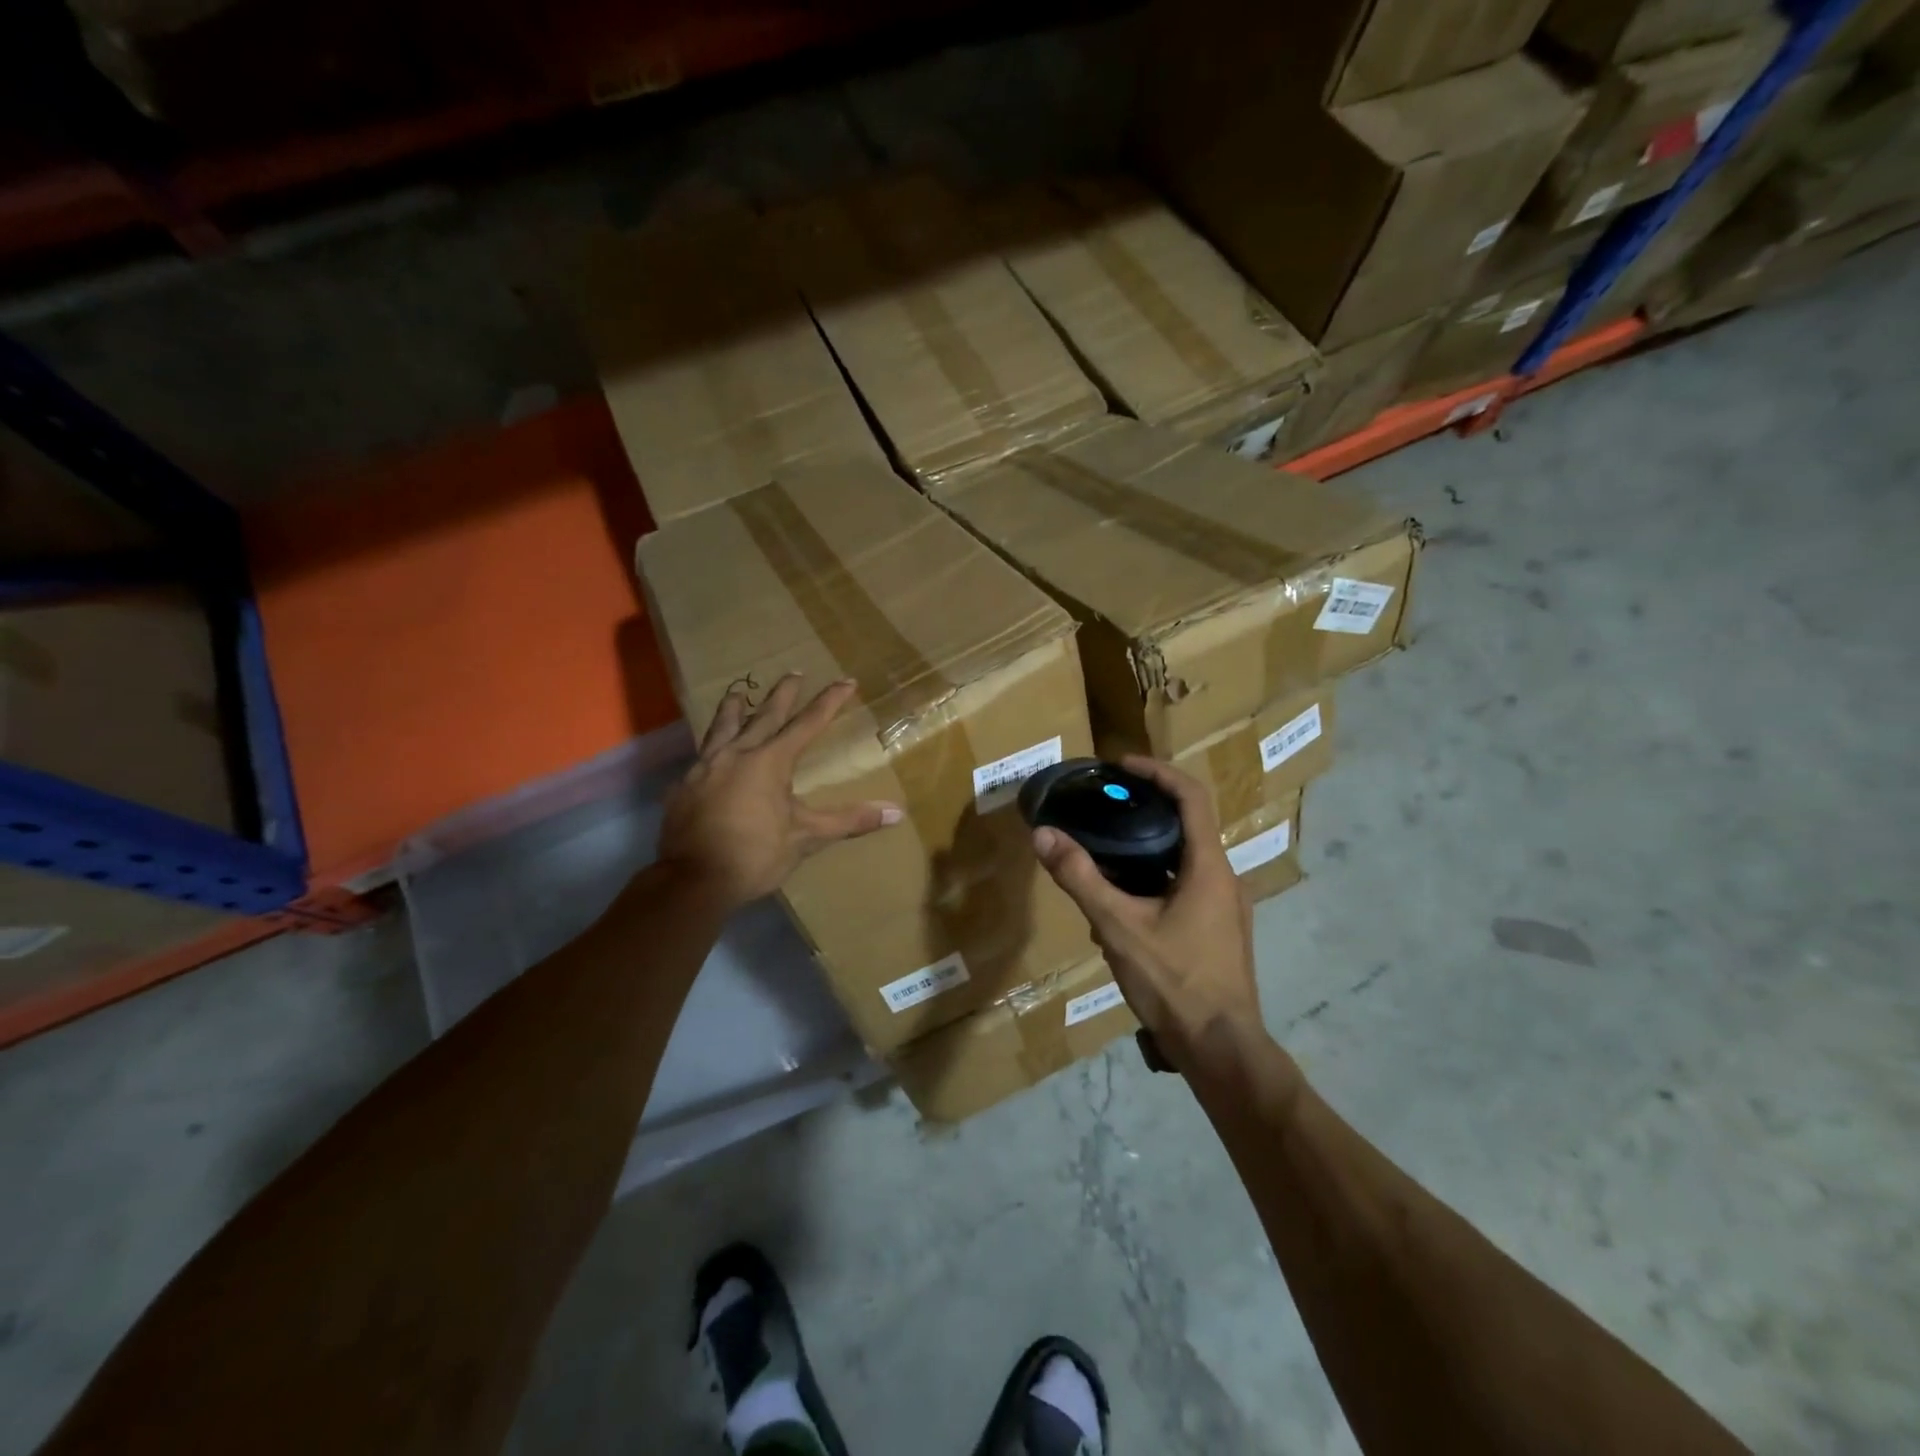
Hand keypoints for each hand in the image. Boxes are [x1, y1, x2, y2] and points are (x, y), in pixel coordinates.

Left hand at [658, 674, 902, 910]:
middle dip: (783, 694)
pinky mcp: (684, 786)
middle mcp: (737, 754)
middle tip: (793, 672)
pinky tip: (708, 753)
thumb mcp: (806, 838)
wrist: (693, 880)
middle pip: (764, 715)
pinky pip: (701, 757)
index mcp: (769, 761)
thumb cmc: (755, 855)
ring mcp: (705, 768)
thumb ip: (848, 820)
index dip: (829, 702)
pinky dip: (711, 747)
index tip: (846, 681)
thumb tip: (896, 812)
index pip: (807, 724)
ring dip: (734, 708)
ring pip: (722, 728)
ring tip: (738, 693)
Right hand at [1032, 757, 1265, 1080]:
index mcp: (1209, 866)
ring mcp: (1226, 908)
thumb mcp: (1119, 927)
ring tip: (1104, 856)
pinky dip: (1155, 881)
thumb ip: (1080, 878)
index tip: (1121, 765)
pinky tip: (1122, 908)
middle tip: (1104, 806)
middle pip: (1187, 824)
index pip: (1191, 796)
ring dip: (1147, 850)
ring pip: (1185, 860)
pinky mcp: (1220, 932)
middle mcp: (1224, 878)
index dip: (1157, 772)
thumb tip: (1043, 835)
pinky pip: (1186, 888)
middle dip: (1146, 810)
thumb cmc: (1175, 982)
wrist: (1222, 1050)